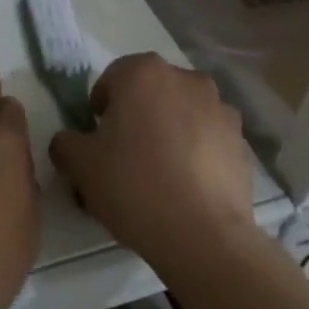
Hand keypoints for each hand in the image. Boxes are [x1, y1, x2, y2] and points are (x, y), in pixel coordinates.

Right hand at [50, 53, 263, 283]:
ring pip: (182, 113)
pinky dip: (196, 153)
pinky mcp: (242, 142)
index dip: (100, 108)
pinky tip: (186, 187)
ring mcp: (220, 109)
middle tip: (124, 155)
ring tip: (159, 174)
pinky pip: (208, 139)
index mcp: (143, 72)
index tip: (97, 139)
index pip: (112, 78)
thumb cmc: (133, 184)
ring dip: (169, 131)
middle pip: (151, 92)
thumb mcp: (80, 164)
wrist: (203, 236)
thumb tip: (69, 142)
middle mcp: (186, 79)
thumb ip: (66, 143)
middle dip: (137, 115)